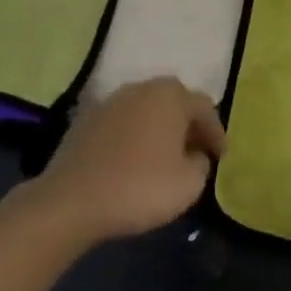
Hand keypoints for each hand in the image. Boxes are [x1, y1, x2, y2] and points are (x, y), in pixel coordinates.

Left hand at [41, 78, 225, 240]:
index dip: (216, 134)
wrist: (69, 202)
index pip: (205, 108)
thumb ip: (201, 163)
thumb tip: (194, 155)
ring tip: (165, 157)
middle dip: (188, 126)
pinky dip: (134, 137)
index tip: (221, 157)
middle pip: (175, 103)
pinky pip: (123, 124)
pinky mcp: (85, 120)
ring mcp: (111, 102)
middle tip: (197, 151)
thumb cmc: (139, 188)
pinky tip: (134, 161)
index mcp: (172, 96)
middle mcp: (142, 88)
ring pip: (147, 111)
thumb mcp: (190, 183)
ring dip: (160, 129)